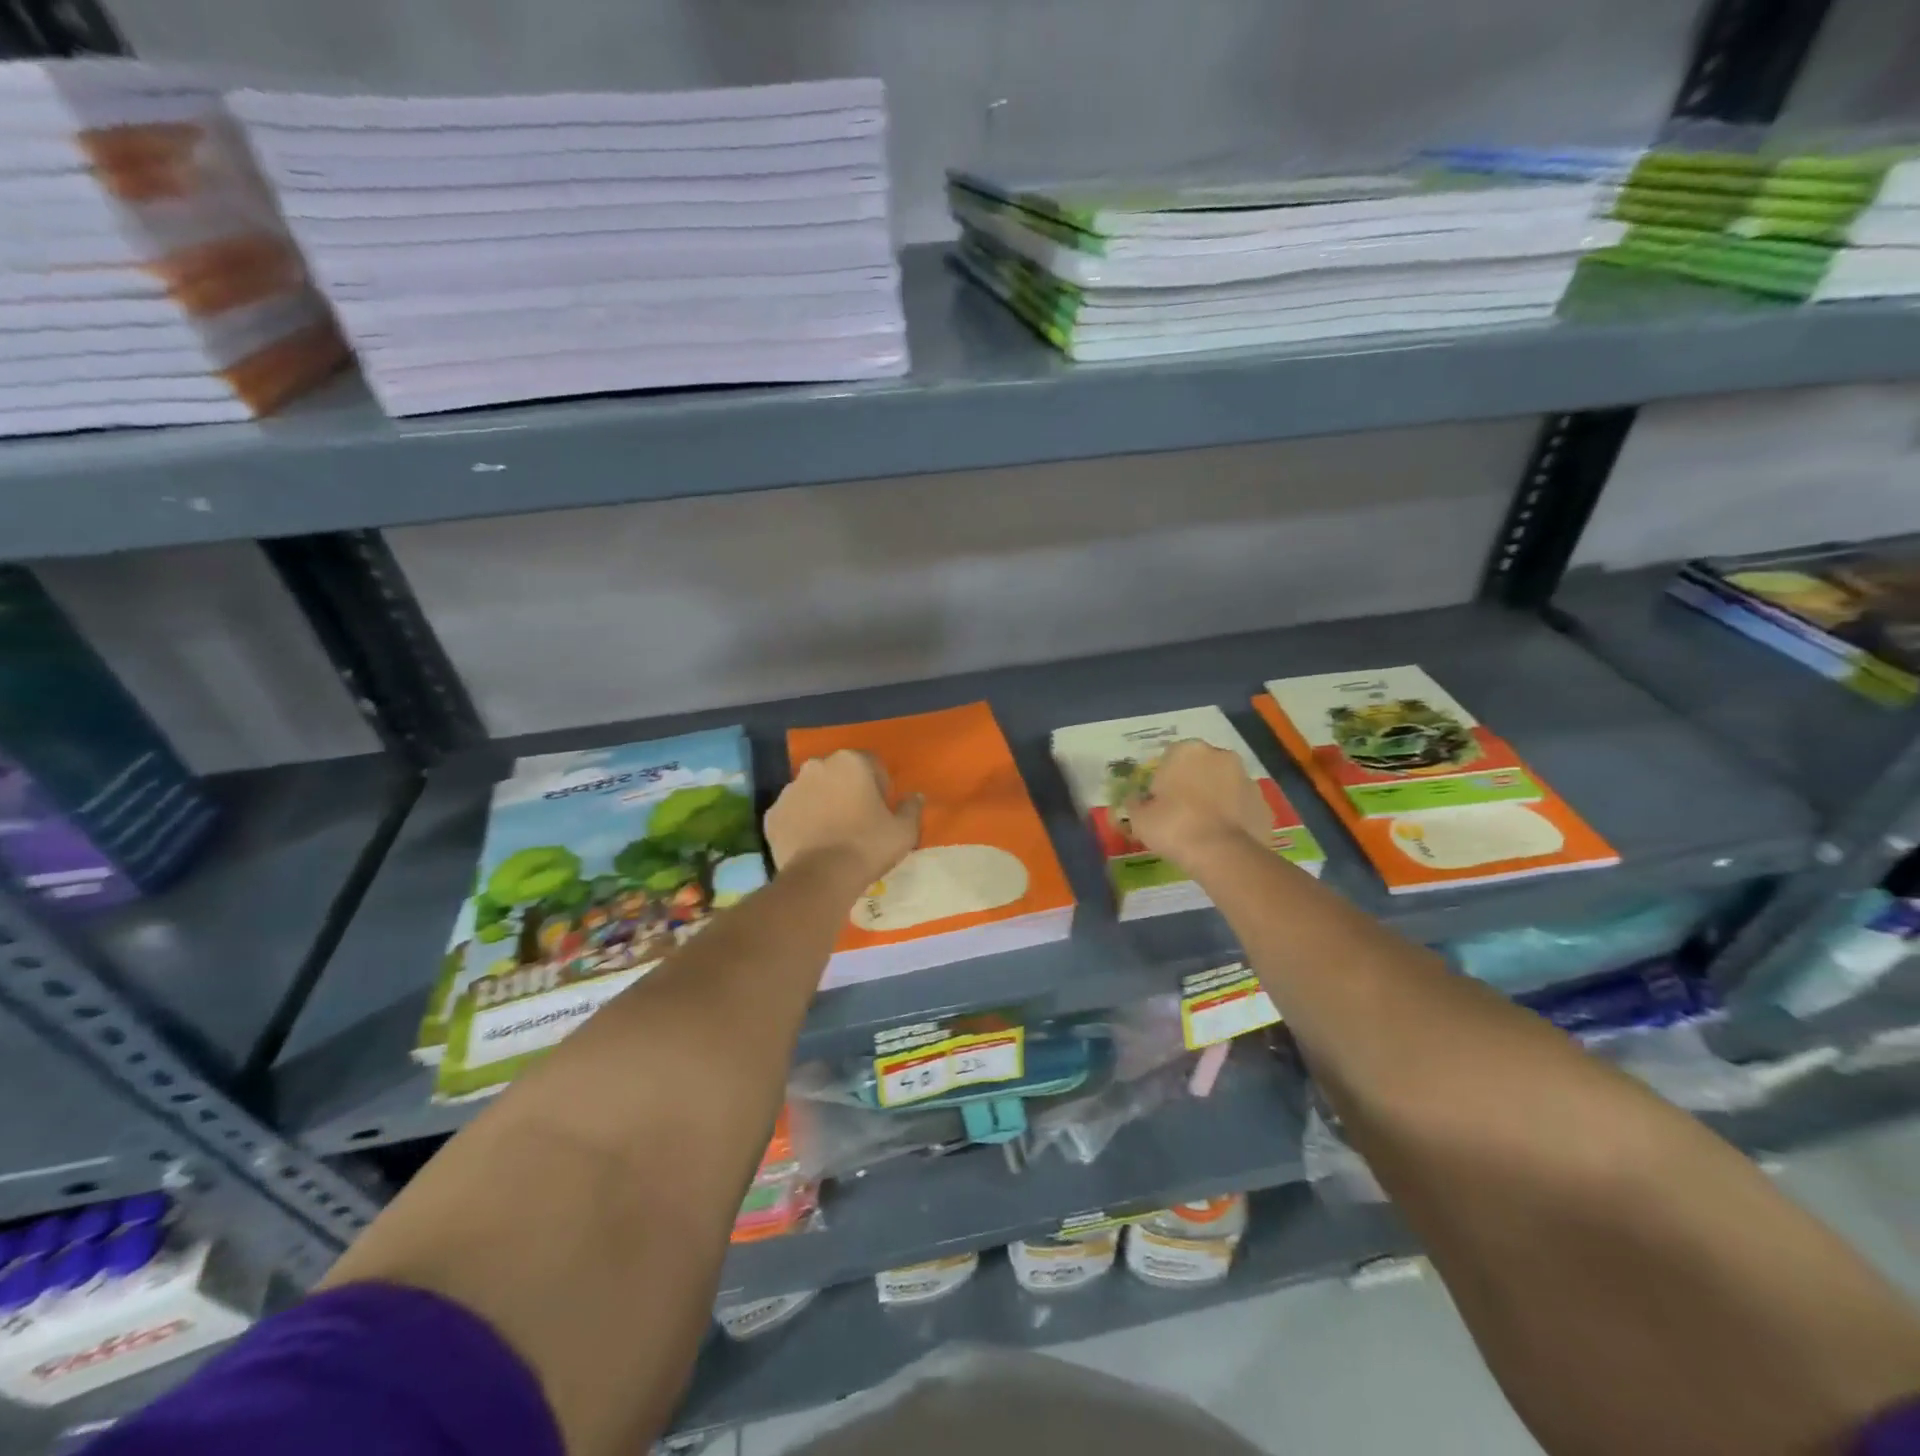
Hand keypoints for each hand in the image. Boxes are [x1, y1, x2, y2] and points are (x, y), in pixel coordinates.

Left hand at [766, 749, 921, 886]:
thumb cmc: (868, 846)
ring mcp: (789, 790)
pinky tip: (812, 845)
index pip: (871, 764)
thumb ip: (912, 808)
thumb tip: (915, 796)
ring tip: (833, 835)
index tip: (881, 811)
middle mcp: (816, 766)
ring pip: (812, 792)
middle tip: (857, 822)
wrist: (821, 878)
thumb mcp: (904, 831)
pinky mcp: (772, 815)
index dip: (880, 787)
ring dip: (823, 805)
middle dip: (848, 791)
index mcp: (850, 762)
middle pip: (838, 775)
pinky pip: (792, 814)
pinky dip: (801, 823)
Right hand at [1123, 739, 1272, 867]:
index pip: (1169, 759)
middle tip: (1181, 814)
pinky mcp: (1264, 803)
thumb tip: (1136, 799)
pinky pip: (1241, 806)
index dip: (1163, 781)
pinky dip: (1233, 816)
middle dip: (1192, 784)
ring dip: (1215, 799)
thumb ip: (1136, 803)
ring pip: (1224, 785)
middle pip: (1200, 768)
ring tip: (1203, 829)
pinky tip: (1222, 838)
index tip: (1159, 803)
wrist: (1222, 854)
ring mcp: (1247, 778)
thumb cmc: (1174, 827)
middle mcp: (1220, 756)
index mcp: (1187, 751)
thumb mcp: (1139, 818)